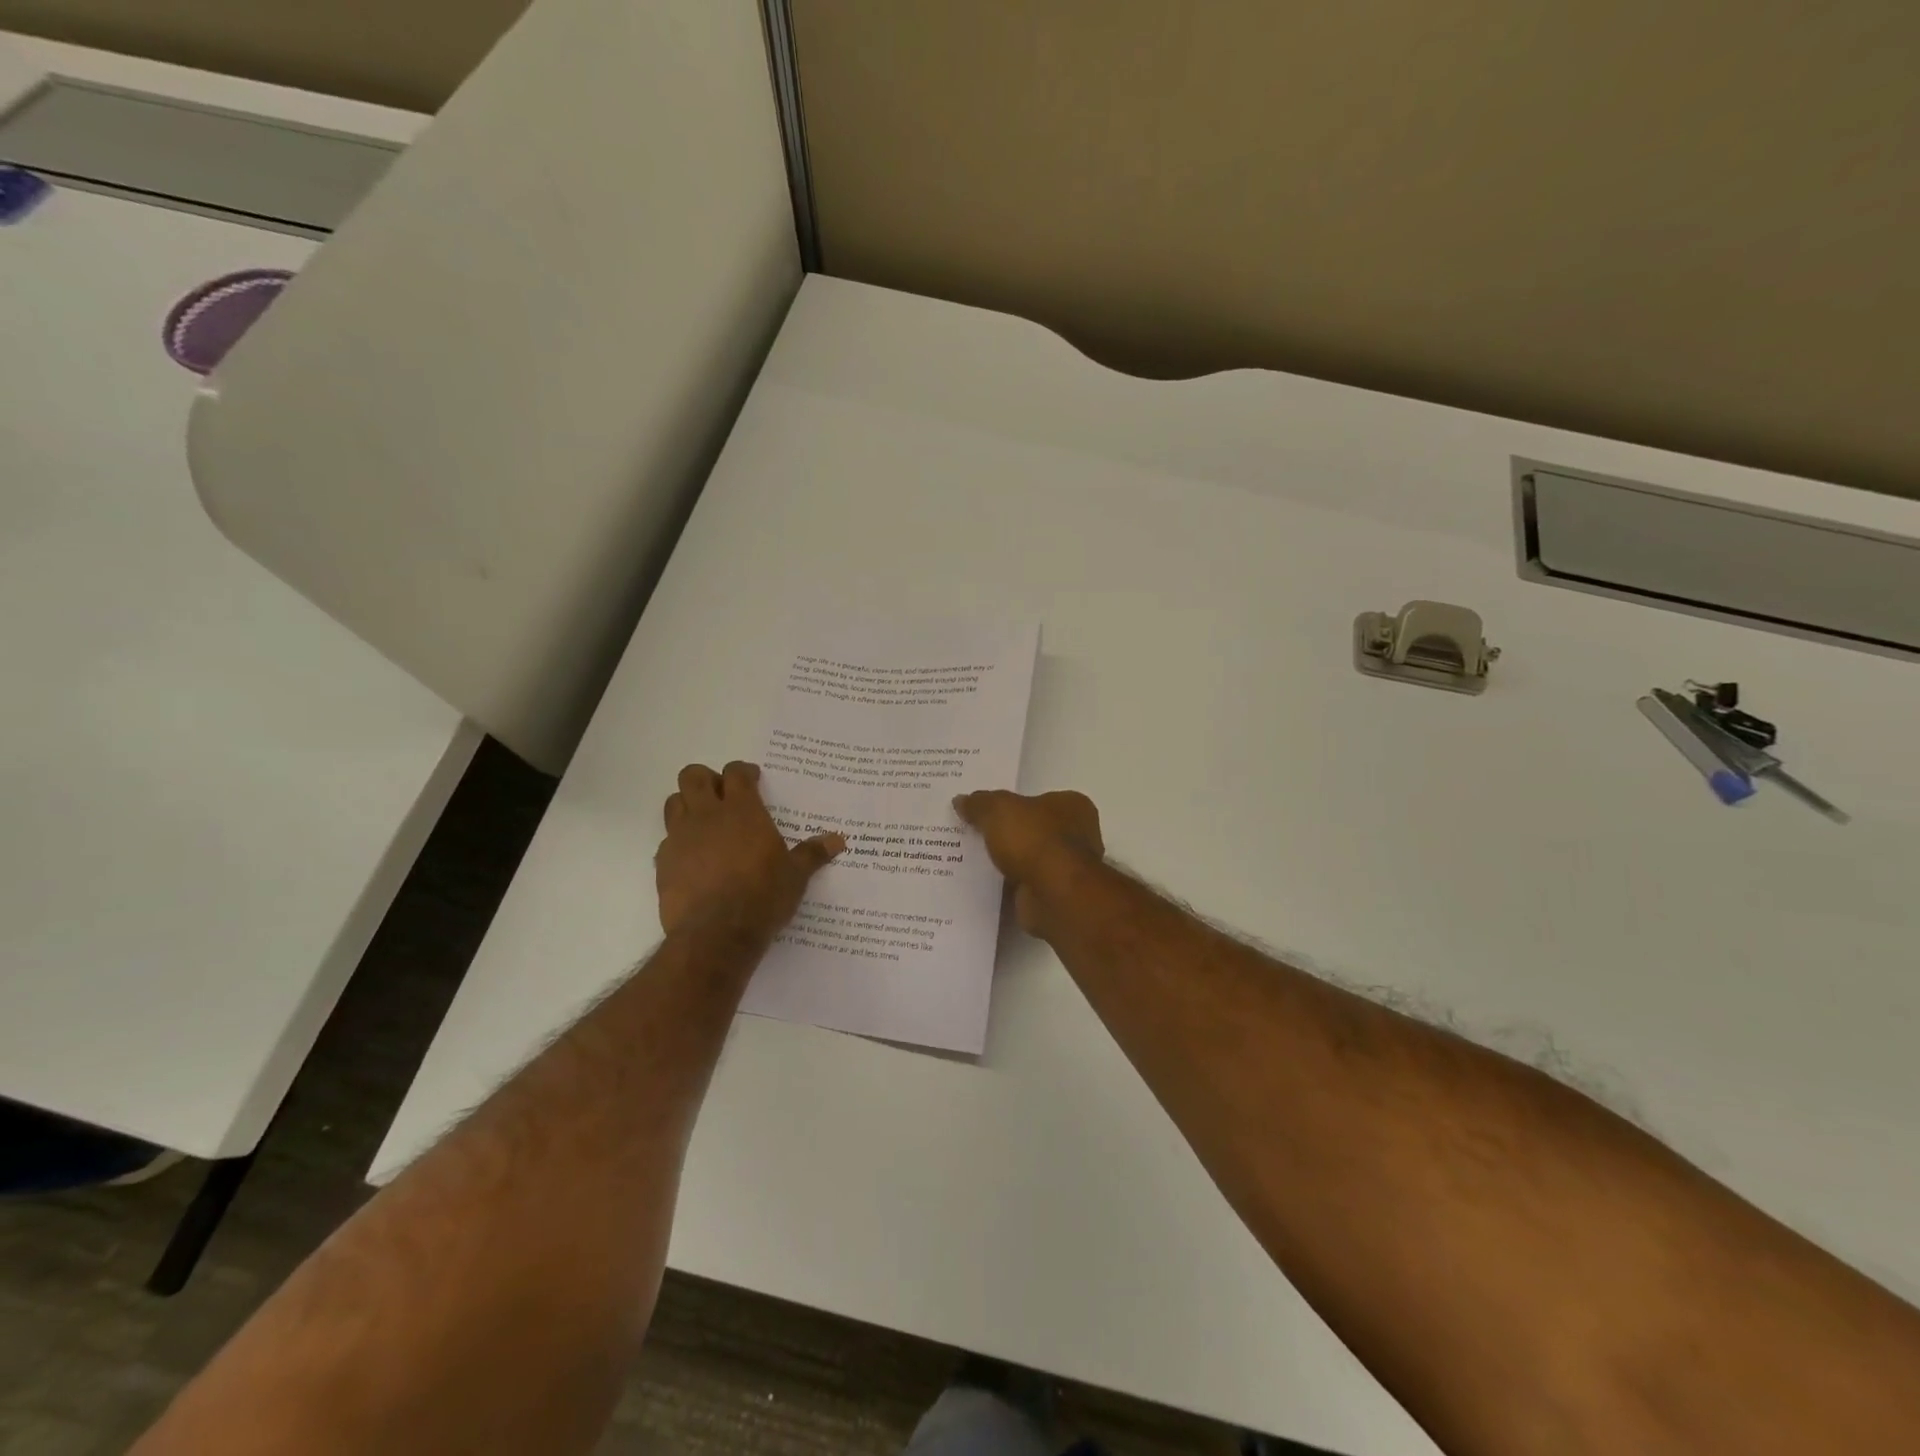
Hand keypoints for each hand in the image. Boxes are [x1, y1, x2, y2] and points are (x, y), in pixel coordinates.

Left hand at [656, 762, 844, 938]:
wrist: (716, 934)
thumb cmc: (762, 896)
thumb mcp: (795, 876)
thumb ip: (812, 854)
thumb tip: (838, 840)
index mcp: (742, 811)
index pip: (736, 773)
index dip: (743, 772)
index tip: (753, 779)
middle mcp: (707, 816)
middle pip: (693, 776)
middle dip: (706, 779)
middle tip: (722, 795)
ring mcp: (680, 838)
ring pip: (674, 803)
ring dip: (687, 805)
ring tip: (705, 823)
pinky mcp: (662, 864)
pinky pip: (666, 841)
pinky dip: (678, 842)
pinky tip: (693, 859)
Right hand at [952, 788, 1104, 936]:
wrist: (1055, 897)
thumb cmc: (1035, 841)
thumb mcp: (998, 810)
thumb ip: (980, 803)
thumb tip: (961, 800)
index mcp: (1072, 806)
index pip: (1039, 799)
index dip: (1013, 804)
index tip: (986, 811)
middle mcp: (1077, 836)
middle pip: (1033, 830)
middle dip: (1007, 835)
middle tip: (971, 835)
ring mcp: (1067, 870)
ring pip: (1028, 860)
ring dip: (1006, 863)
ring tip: (969, 861)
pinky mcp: (1054, 897)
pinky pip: (1023, 886)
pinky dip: (1007, 887)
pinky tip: (982, 886)